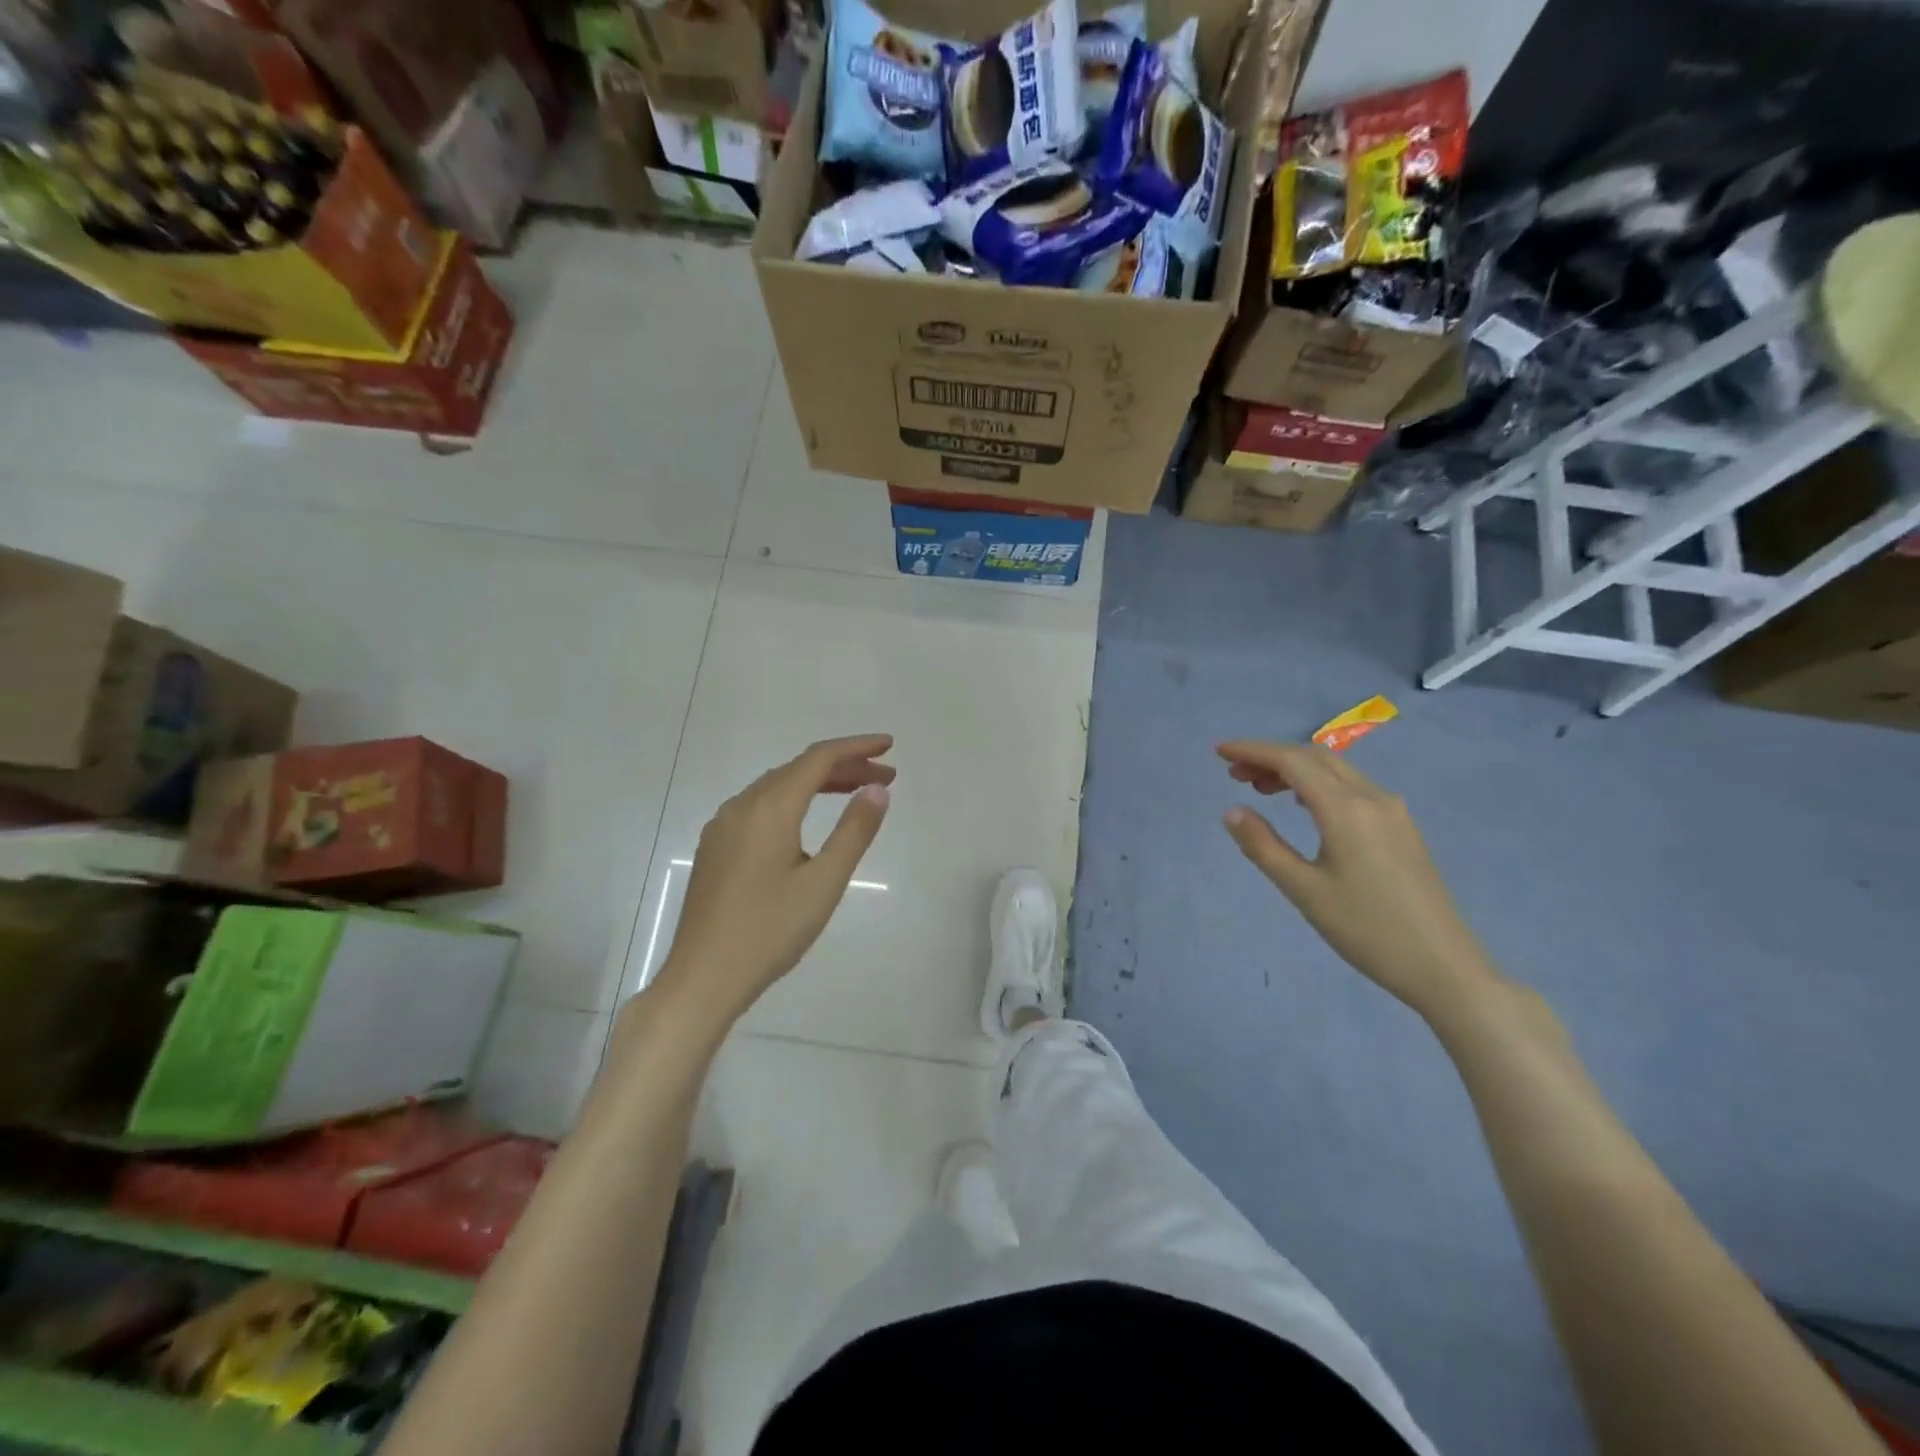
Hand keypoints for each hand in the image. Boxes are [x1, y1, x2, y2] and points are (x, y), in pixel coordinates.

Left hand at [656, 735, 894, 1022]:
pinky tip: (807, 820)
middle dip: (843, 766)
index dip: (856, 747)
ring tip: (855, 793)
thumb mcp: (824, 883)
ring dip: (818, 783)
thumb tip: (877, 790)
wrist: (703, 978)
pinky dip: (793, 800)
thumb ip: (854, 832)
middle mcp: (742, 807)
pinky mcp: (715, 848)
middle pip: (798, 770)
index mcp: (769, 809)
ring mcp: (723, 827)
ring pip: (777, 787)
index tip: (889, 746)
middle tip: (884, 777)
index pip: (818, 759)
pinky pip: (760, 806)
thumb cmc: (770, 931)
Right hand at [1216, 740, 1497, 1015]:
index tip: (1219, 751)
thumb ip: (1264, 846)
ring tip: (1259, 788)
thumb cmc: (1367, 930)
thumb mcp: (1304, 891)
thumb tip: (1232, 811)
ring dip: (1295, 770)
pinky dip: (1318, 785)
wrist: (1444, 967)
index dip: (1253, 750)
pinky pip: (1352, 788)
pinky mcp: (1401, 828)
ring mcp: (1393, 812)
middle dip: (1271, 757)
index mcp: (1346, 810)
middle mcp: (1373, 798)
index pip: (1292, 762)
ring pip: (1335, 771)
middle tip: (1233, 772)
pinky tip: (1302, 804)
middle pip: (1315, 758)